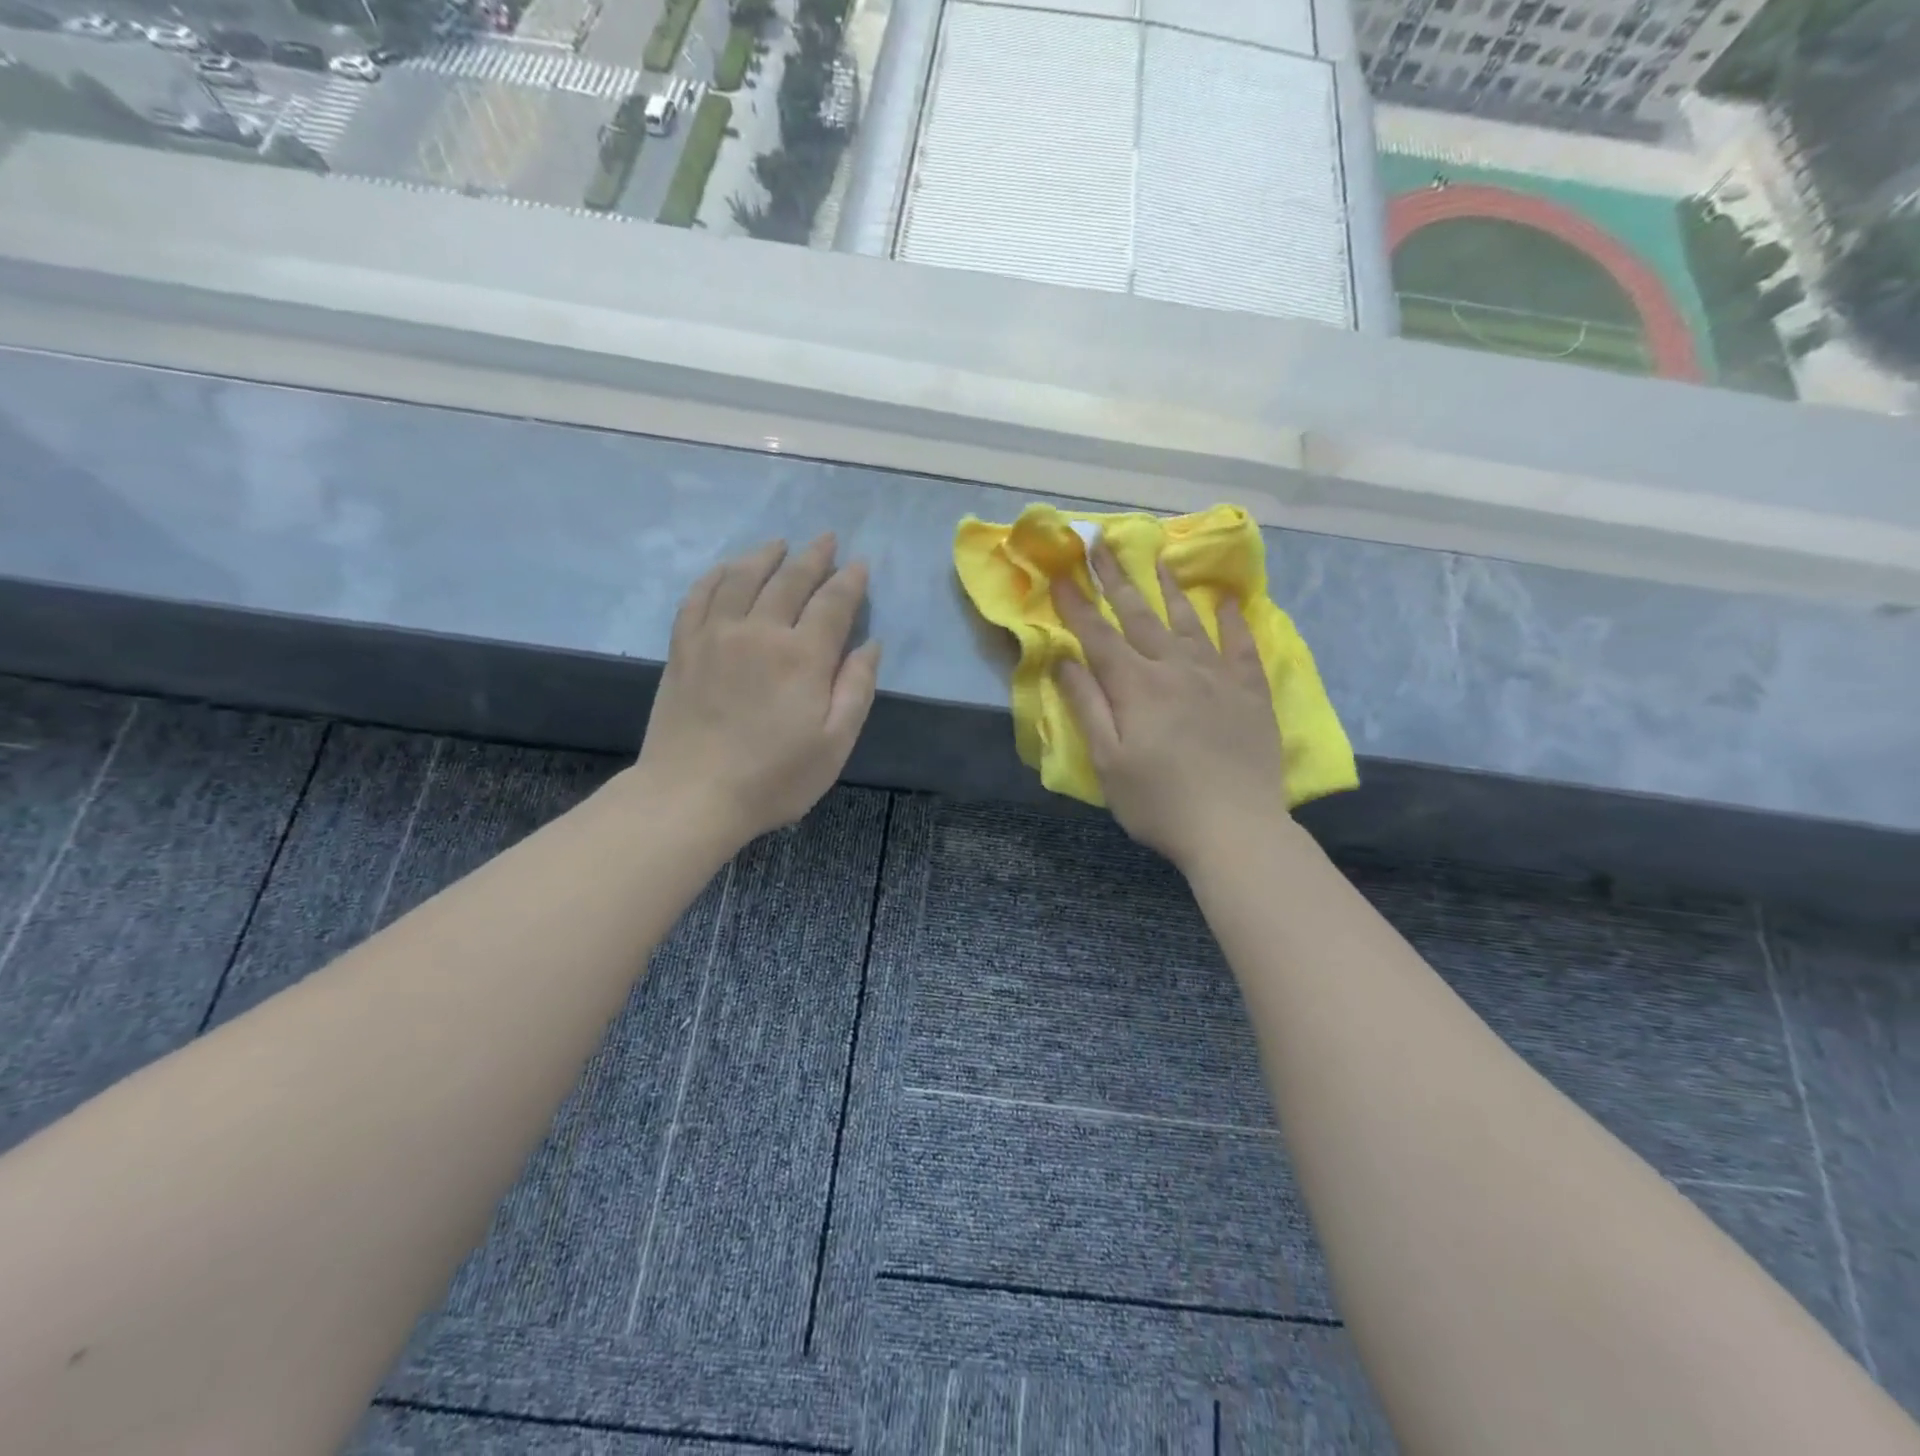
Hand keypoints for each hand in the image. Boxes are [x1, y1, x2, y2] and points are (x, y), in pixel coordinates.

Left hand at [636, 535, 880, 846]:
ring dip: (766, 555)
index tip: (860, 564)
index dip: (850, 581)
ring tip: (780, 544)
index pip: (833, 603)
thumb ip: (856, 690)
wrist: (691, 795)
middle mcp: (759, 631)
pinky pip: (700, 594)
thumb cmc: (773, 778)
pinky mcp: (684, 646)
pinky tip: (728, 568)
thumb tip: (870, 645)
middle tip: (827, 539)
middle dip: (814, 556)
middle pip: (790, 580)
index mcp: (802, 656)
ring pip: (743, 576)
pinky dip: (718, 574)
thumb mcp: (834, 745)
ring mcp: (715, 634)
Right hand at [1051, 541, 1286, 873]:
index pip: (1098, 635)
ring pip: (1189, 621)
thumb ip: (1087, 705)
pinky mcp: (1250, 692)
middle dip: (1115, 579)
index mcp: (1136, 686)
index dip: (1076, 604)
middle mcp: (1175, 668)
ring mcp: (1217, 676)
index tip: (1059, 573)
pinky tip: (1229, 601)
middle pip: (1139, 616)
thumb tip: (1064, 659)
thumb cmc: (1159, 802)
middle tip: (1100, 542)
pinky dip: (1234, 620)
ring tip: (1157, 557)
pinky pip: (1242, 645)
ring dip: (1169, 588)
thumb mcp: (1107, 761)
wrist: (1235, 828)